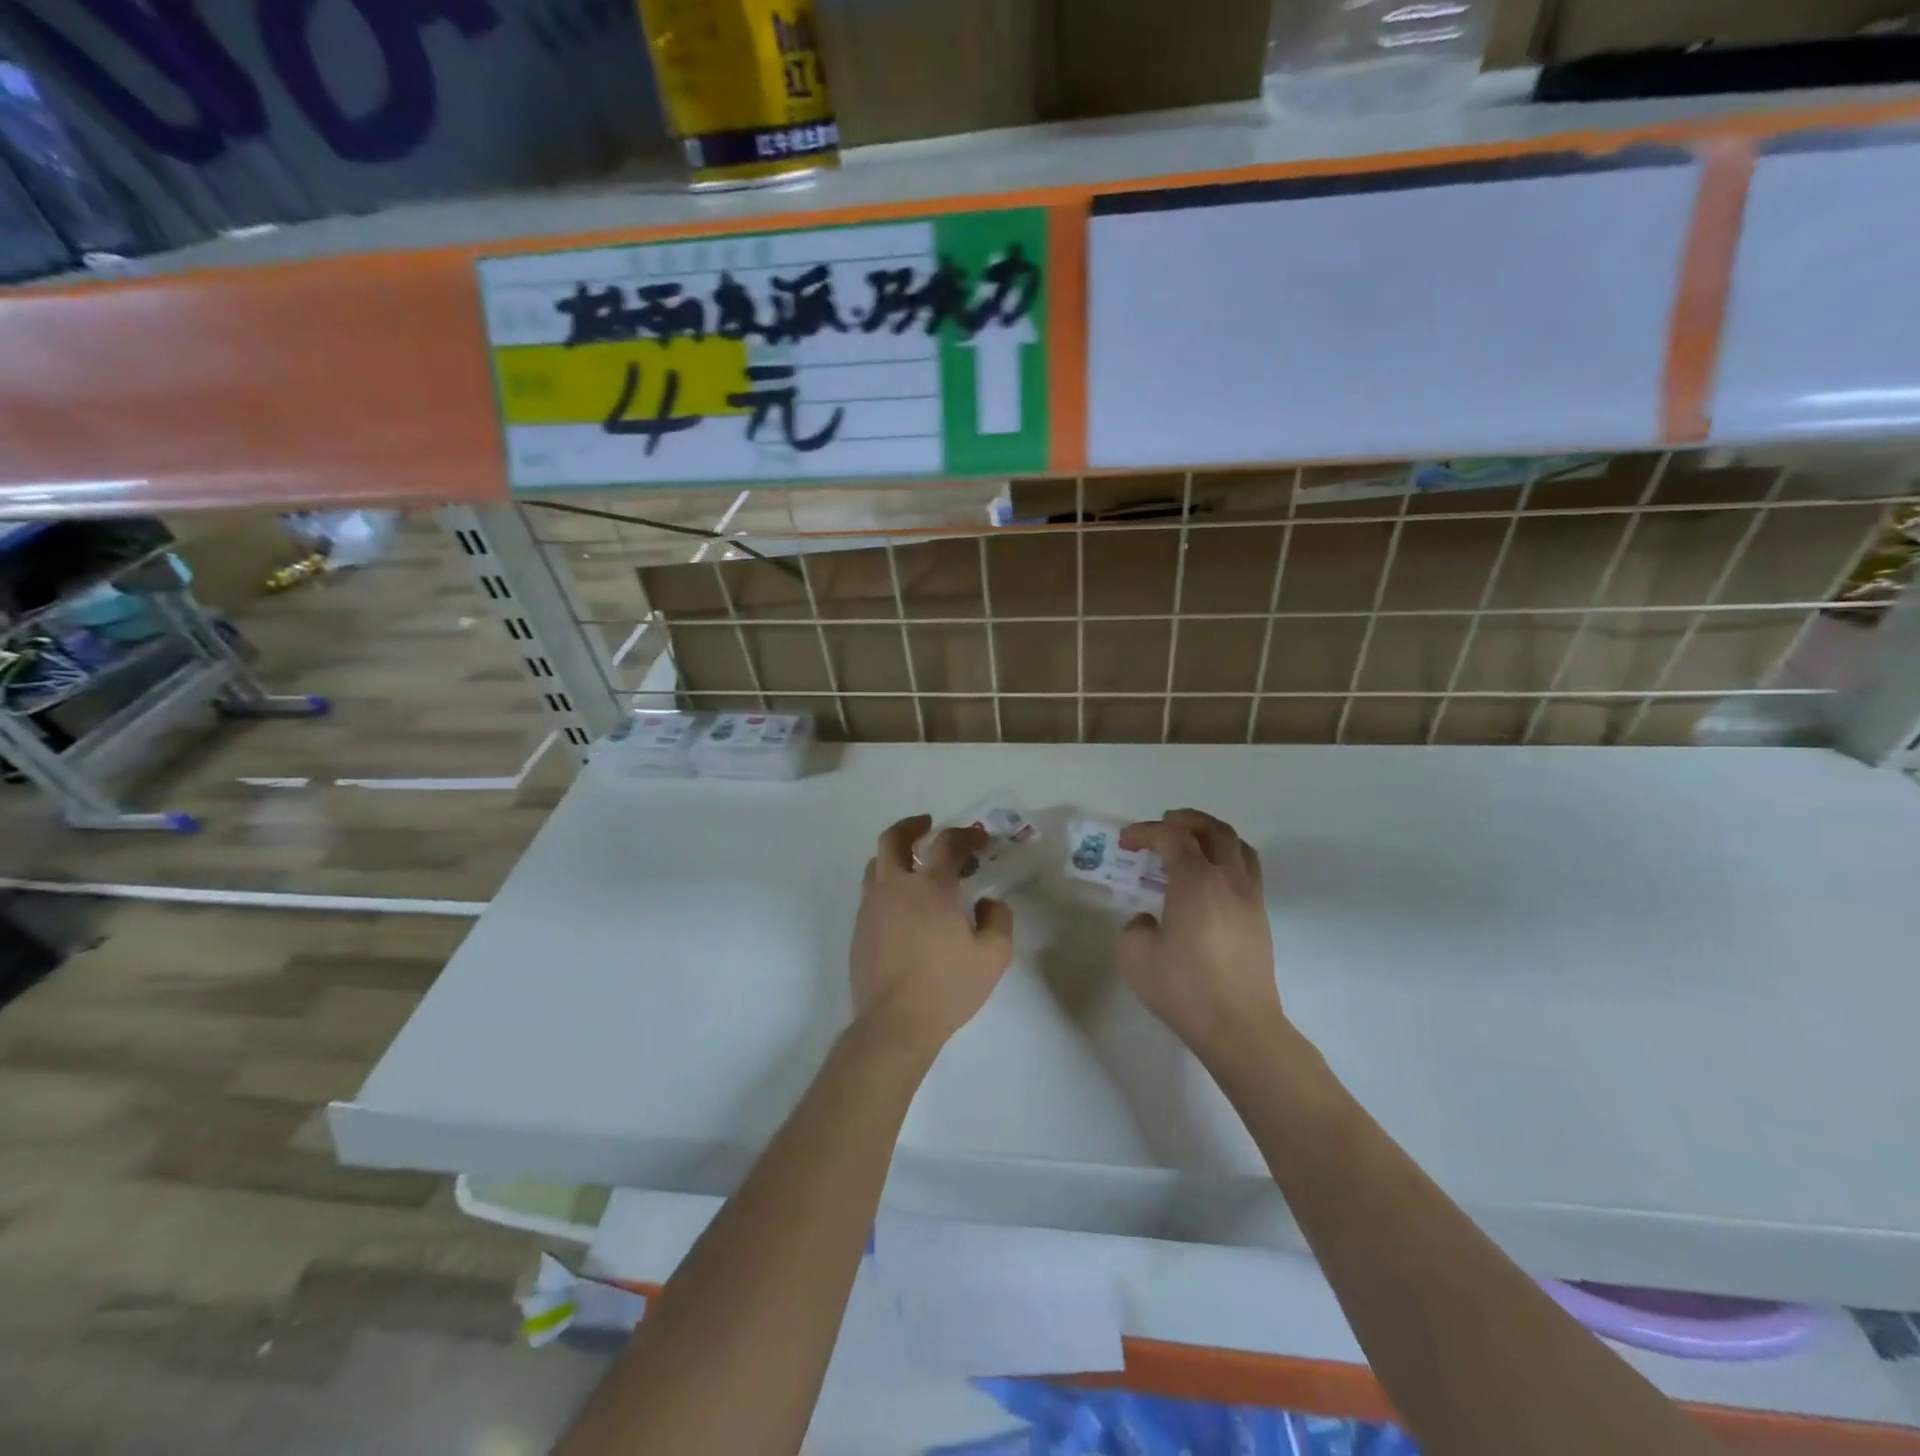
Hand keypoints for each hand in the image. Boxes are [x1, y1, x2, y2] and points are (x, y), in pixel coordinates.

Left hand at [850, 814, 1015, 1055]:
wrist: (894, 1024)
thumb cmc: (947, 988)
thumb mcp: (993, 957)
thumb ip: (998, 920)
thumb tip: (987, 903)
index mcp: (930, 887)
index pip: (948, 843)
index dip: (967, 836)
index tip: (980, 840)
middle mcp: (895, 887)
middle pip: (894, 838)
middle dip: (912, 826)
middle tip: (928, 825)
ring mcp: (872, 907)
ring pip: (876, 864)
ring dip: (895, 854)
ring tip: (914, 864)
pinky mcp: (859, 928)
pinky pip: (871, 892)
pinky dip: (887, 884)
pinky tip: (903, 905)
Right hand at [1117, 809, 1288, 1064]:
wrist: (1239, 1027)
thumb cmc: (1184, 988)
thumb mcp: (1135, 955)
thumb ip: (1135, 926)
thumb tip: (1149, 922)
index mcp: (1195, 880)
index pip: (1171, 837)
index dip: (1145, 832)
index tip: (1125, 842)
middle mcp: (1228, 879)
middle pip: (1213, 830)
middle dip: (1185, 820)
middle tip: (1163, 824)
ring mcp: (1250, 897)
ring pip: (1238, 846)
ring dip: (1212, 835)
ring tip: (1192, 842)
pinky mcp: (1260, 918)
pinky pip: (1248, 869)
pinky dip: (1228, 857)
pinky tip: (1211, 878)